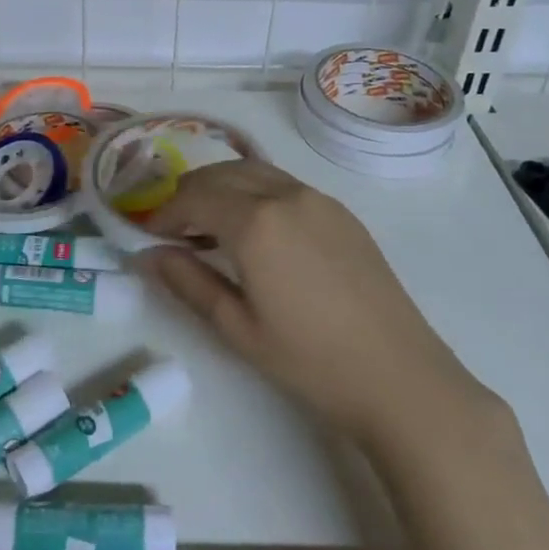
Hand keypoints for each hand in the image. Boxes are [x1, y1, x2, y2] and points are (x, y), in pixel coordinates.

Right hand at [136, 160, 494, 444]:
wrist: (400, 377)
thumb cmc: (310, 360)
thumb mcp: (237, 328)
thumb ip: (187, 282)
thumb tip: (148, 254)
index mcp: (256, 221)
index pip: (194, 197)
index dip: (164, 213)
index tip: (148, 236)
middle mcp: (285, 195)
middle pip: (221, 173)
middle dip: (189, 193)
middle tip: (173, 228)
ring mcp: (318, 199)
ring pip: (254, 172)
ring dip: (222, 188)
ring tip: (209, 226)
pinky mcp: (341, 212)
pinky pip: (284, 185)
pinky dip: (255, 193)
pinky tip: (256, 231)